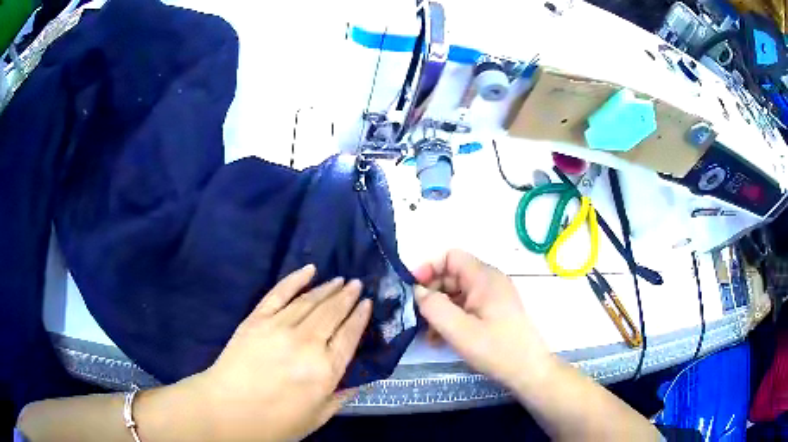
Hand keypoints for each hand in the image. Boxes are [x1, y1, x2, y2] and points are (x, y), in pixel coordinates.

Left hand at [160, 264, 372, 440]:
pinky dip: (295, 279)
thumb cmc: (275, 421)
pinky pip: (279, 293)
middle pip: (332, 313)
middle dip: (347, 297)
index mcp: (325, 370)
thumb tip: (361, 381)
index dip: (360, 317)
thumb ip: (341, 397)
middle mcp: (307, 343)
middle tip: (357, 284)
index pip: (349, 335)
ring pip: (310, 300)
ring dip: (327, 288)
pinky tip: (309, 270)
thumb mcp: (317, 418)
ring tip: (340, 280)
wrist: (227, 410)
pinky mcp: (257, 318)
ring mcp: (280, 326)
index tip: (367, 303)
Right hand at [413, 250, 554, 388]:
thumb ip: (434, 307)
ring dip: (440, 309)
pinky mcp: (495, 312)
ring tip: (427, 334)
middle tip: (417, 316)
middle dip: (432, 293)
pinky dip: (452, 317)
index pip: (451, 257)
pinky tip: (441, 339)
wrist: (529, 371)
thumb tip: (417, 290)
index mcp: (484, 278)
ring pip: (458, 293)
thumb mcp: (459, 330)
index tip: (413, 290)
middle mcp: (490, 281)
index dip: (429, 268)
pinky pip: (468, 306)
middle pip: (453, 275)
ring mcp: (494, 297)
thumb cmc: (496, 349)